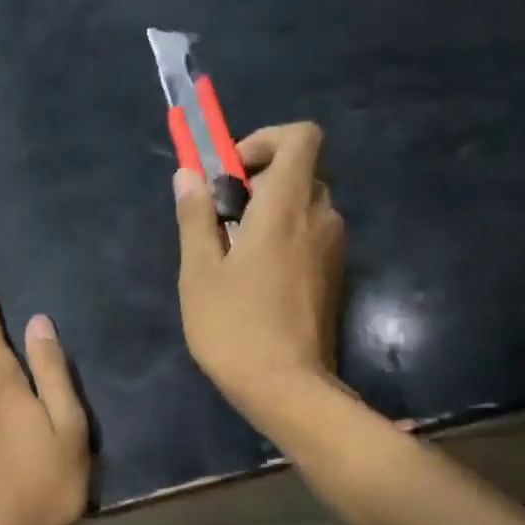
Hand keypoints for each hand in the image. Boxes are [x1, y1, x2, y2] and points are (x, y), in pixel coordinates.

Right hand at [173, 122, 345, 430]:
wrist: (286, 387)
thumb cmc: (234, 327)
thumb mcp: (199, 272)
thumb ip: (195, 217)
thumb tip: (188, 174)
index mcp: (287, 206)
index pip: (301, 137)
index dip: (265, 141)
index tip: (230, 174)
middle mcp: (320, 217)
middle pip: (301, 172)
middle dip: (261, 182)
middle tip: (223, 219)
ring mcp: (334, 249)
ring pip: (307, 207)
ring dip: (273, 214)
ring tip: (236, 256)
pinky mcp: (335, 278)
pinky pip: (312, 238)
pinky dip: (287, 241)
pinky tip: (258, 283)